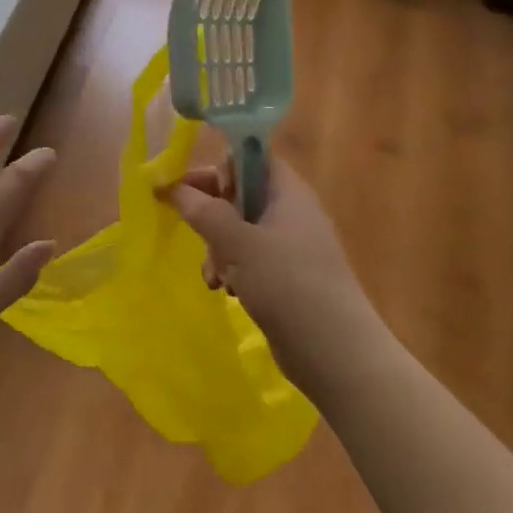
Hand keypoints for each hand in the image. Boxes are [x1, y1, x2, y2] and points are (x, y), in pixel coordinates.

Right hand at [165, 156, 375, 386]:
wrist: (338, 355)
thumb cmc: (288, 284)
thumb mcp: (237, 243)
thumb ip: (204, 211)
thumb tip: (174, 188)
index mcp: (288, 192)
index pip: (250, 157)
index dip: (219, 167)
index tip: (194, 190)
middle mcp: (291, 212)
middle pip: (241, 193)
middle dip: (211, 212)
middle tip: (190, 228)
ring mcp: (291, 246)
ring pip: (241, 229)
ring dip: (218, 246)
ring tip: (212, 274)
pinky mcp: (288, 277)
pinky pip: (250, 258)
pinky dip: (233, 268)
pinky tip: (224, 289)